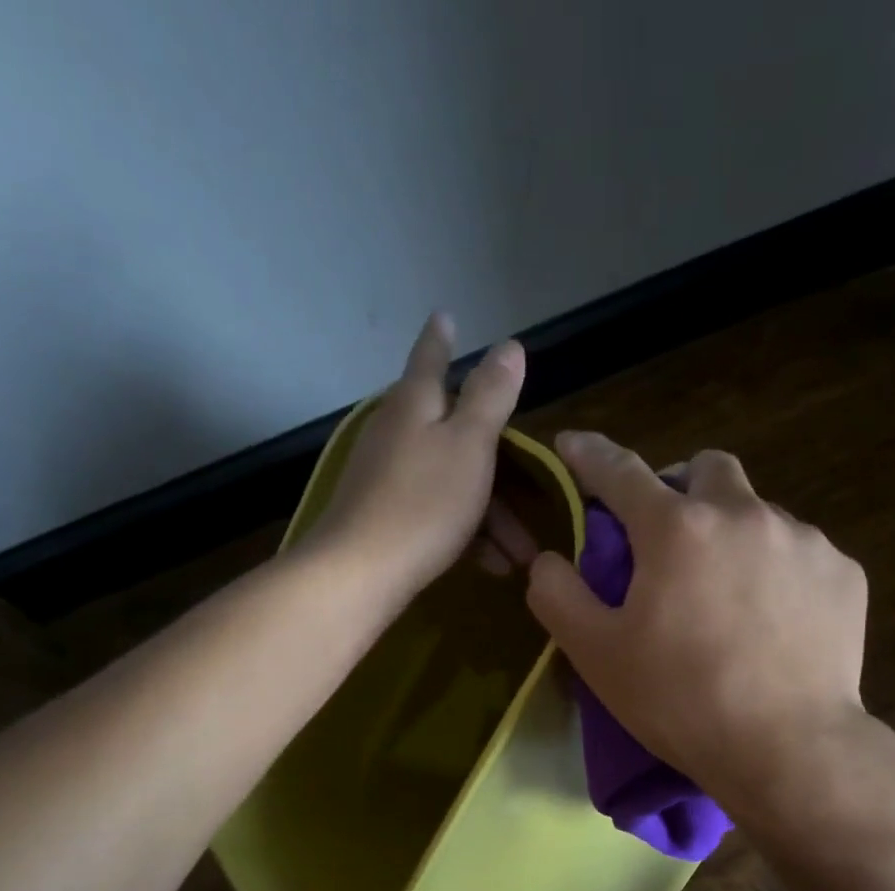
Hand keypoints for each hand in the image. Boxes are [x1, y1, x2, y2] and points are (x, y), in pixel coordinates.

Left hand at [304, 313, 525, 600]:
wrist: (361, 571)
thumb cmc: (424, 503)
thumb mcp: (469, 445)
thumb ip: (490, 397)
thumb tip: (509, 345)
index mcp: (415, 405)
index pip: (430, 359)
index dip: (441, 339)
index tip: (445, 315)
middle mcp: (397, 433)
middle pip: (454, 434)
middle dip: (498, 465)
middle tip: (532, 491)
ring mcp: (387, 476)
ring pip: (453, 482)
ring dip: (492, 515)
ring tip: (521, 553)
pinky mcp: (385, 517)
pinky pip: (438, 514)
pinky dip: (467, 532)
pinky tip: (491, 563)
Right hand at [525, 432, 869, 811]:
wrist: (788, 749)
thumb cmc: (681, 702)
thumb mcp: (597, 655)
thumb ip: (558, 596)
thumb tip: (548, 560)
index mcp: (676, 529)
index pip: (620, 472)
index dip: (590, 456)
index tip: (573, 446)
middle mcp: (744, 514)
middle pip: (708, 468)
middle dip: (683, 488)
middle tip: (672, 539)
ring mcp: (803, 540)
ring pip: (759, 513)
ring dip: (734, 536)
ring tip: (729, 598)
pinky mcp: (843, 573)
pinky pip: (802, 554)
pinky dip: (779, 573)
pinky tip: (775, 623)